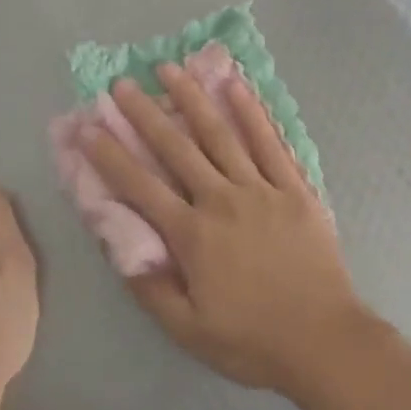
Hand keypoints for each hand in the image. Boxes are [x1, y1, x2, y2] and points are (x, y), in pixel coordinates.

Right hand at [83, 64, 376, 396]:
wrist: (322, 339)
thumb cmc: (251, 340)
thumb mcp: (187, 330)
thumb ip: (151, 287)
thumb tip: (120, 249)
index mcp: (192, 235)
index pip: (141, 187)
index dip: (111, 156)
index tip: (88, 127)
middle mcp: (222, 200)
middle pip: (178, 149)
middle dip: (145, 114)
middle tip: (122, 84)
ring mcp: (261, 188)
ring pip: (221, 135)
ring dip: (194, 100)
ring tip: (172, 69)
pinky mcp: (294, 187)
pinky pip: (270, 142)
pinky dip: (251, 113)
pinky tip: (235, 86)